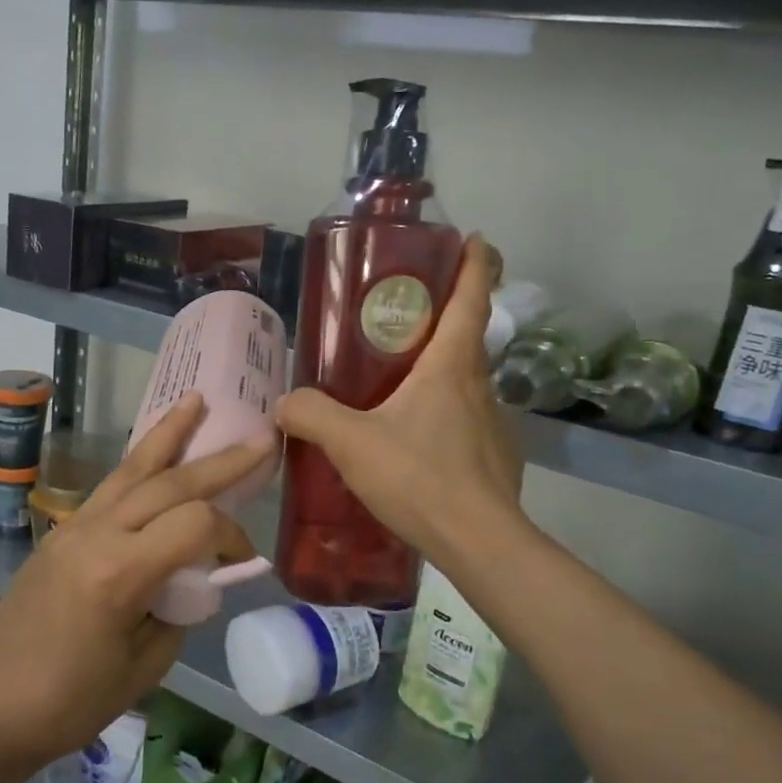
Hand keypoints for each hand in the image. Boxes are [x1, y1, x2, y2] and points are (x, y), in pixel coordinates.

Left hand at [0, 393, 270, 765]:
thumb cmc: (72, 700)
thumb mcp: (145, 666)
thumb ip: (180, 609)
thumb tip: (197, 576)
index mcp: (120, 572)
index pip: (195, 524)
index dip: (230, 536)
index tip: (240, 561)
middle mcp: (97, 534)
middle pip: (169, 483)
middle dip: (219, 462)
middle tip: (259, 440)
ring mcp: (75, 526)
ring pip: (132, 469)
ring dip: (169, 434)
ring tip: (195, 401)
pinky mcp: (63, 530)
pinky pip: (110, 486)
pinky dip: (139, 462)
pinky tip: (155, 451)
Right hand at [276, 236, 527, 568]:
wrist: (480, 542)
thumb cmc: (419, 476)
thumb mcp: (351, 442)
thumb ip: (311, 415)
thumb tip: (284, 403)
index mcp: (451, 366)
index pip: (472, 298)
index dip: (475, 264)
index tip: (474, 240)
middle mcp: (480, 385)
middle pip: (467, 338)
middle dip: (442, 321)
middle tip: (400, 323)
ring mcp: (494, 423)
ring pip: (466, 384)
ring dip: (440, 375)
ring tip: (398, 392)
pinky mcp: (497, 457)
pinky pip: (467, 423)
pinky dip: (445, 419)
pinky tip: (417, 447)